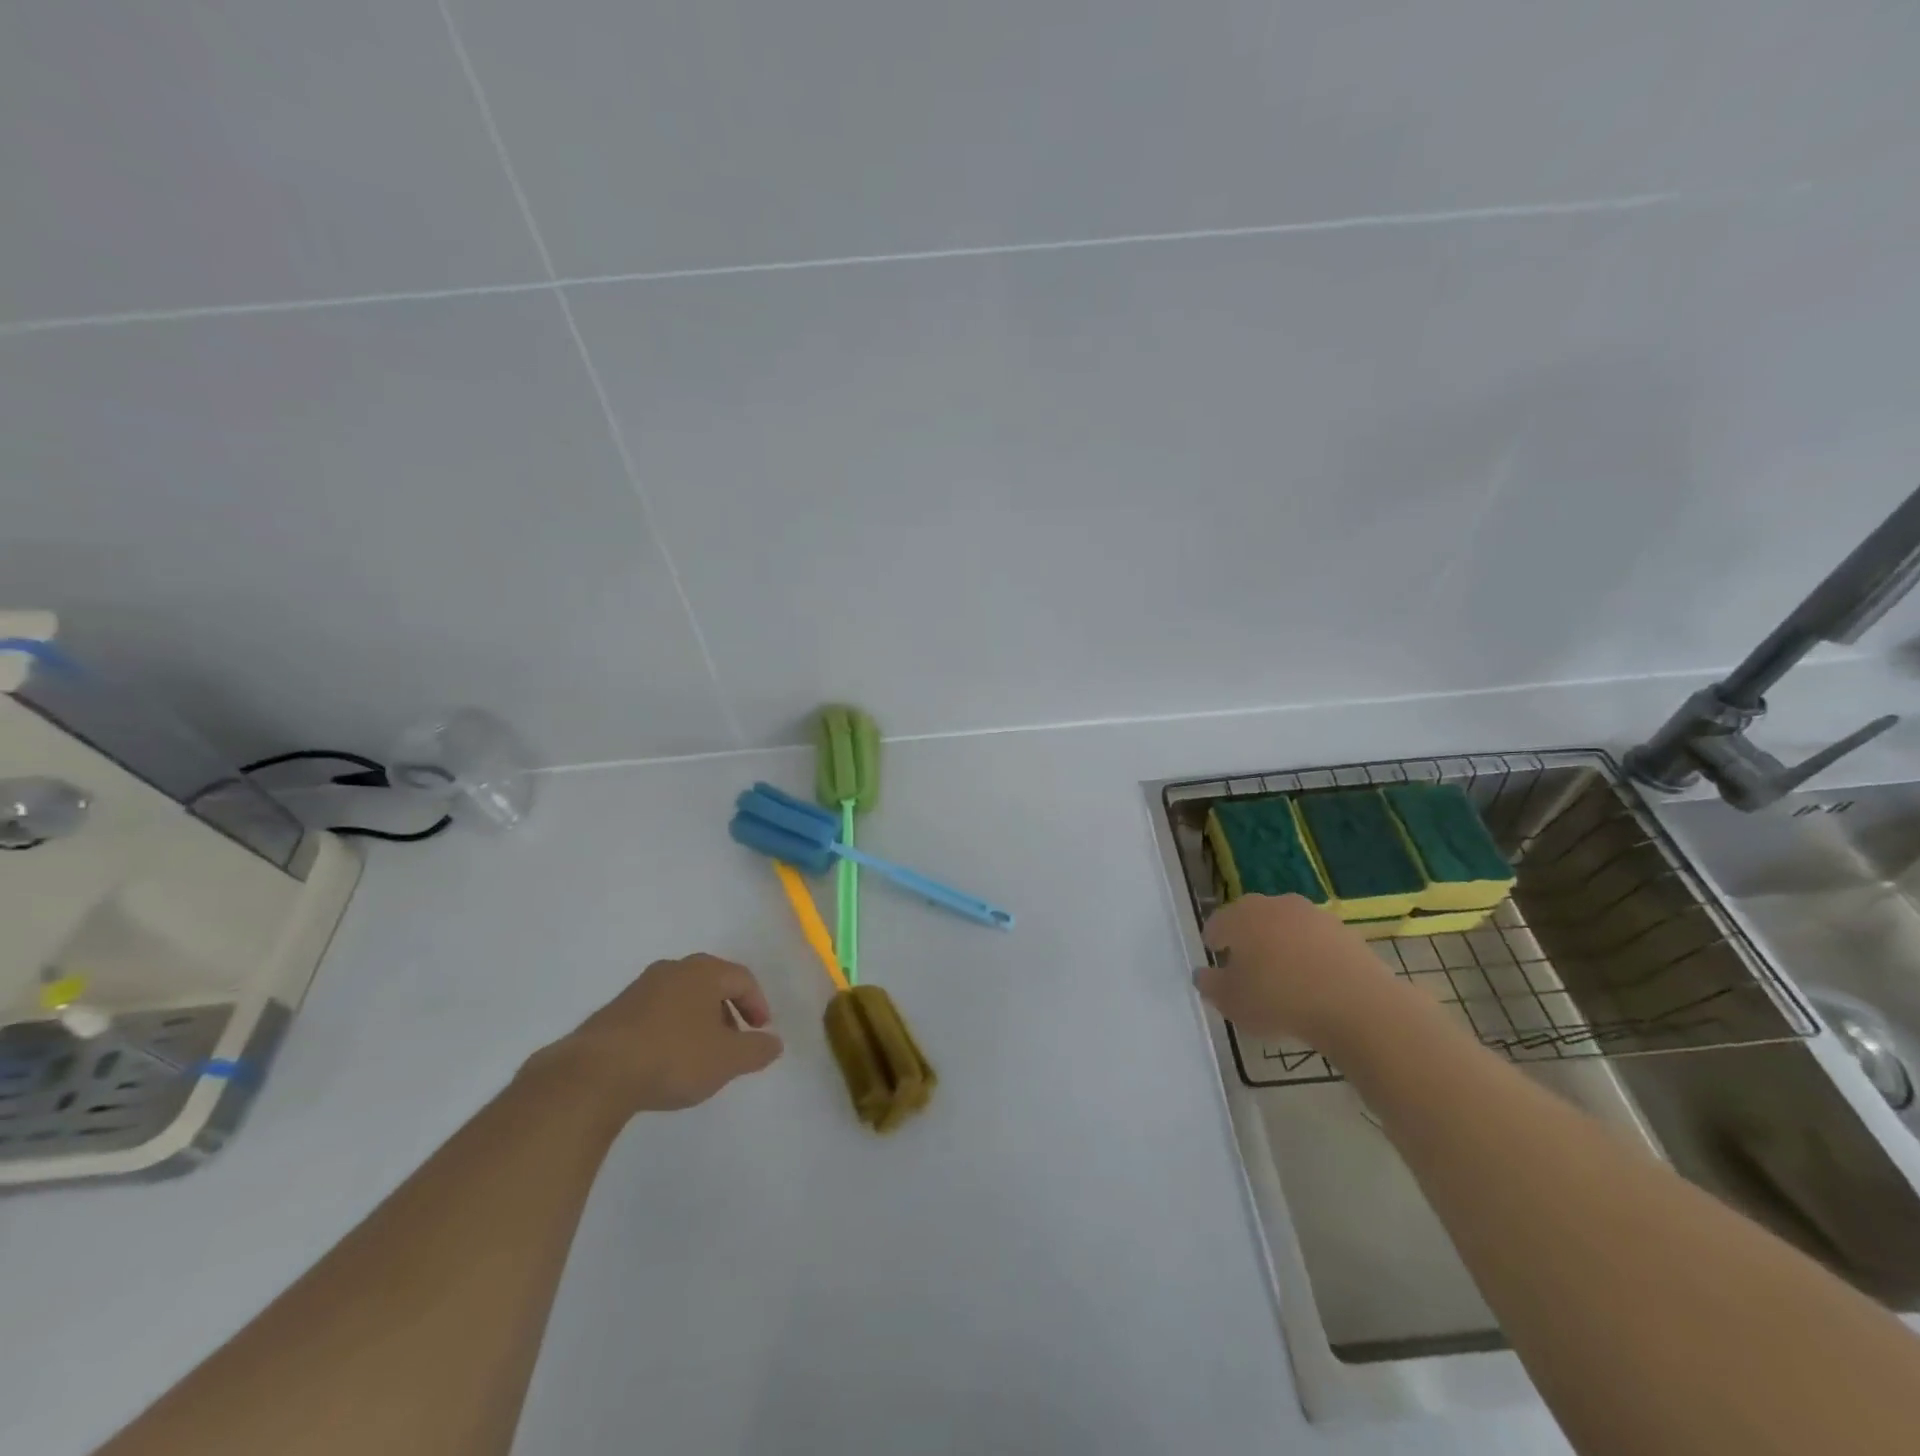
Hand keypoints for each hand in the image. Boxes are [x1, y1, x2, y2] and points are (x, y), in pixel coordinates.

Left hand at [533, 954, 783, 1117]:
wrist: (594, 1074)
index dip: (757, 1003)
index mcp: (703, 972)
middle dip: (727, 1010)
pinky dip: (670, 1029)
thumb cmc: (673, 1057)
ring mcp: (639, 989)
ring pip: (681, 997)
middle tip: (734, 1040)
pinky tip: (666, 1059)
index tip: (761, 1031)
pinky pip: (656, 1013)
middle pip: (711, 983)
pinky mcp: (614, 1012)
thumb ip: (756, 1050)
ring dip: (698, 1020)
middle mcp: (672, 970)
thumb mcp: (727, 1060)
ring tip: (701, 1054)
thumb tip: (774, 1043)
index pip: (742, 978)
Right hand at [1195, 894, 1397, 1047]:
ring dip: (1281, 947)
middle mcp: (1274, 905)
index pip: (1218, 923)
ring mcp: (1313, 915)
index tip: (1216, 961)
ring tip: (1283, 979)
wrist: (1356, 1005)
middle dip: (1247, 940)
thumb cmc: (1278, 999)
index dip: (1214, 942)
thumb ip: (1211, 985)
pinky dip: (1311, 957)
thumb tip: (1203, 974)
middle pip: (1253, 920)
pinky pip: (1316, 943)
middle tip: (1247, 969)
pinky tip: (1314, 985)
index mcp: (1241, 915)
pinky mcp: (1345, 932)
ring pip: (1286, 929)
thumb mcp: (1231, 1001)